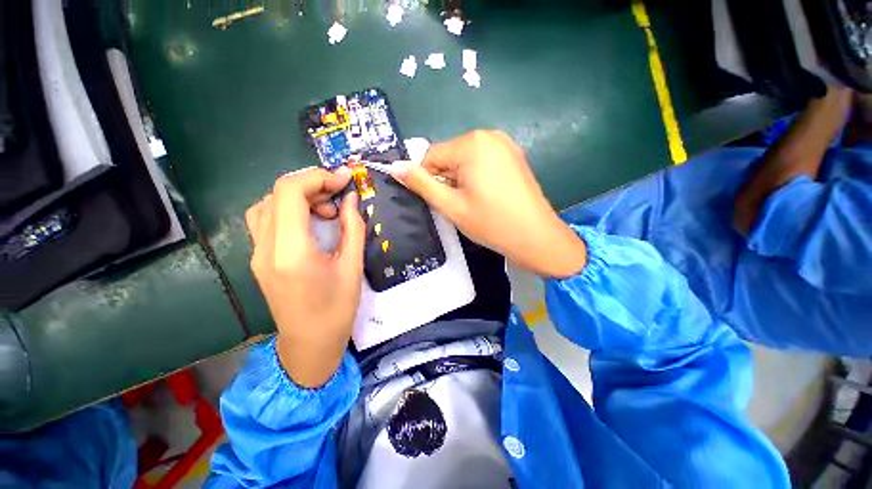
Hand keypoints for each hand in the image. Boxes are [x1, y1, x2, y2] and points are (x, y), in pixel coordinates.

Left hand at [245, 167, 364, 387]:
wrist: (307, 347)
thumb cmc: (335, 315)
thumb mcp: (351, 271)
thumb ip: (352, 228)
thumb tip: (350, 198)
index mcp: (291, 251)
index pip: (290, 191)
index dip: (317, 177)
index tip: (343, 182)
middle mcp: (267, 247)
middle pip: (278, 192)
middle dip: (310, 185)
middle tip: (336, 200)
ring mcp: (257, 253)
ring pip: (266, 202)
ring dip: (294, 196)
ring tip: (319, 211)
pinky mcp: (256, 259)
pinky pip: (263, 219)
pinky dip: (282, 210)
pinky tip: (301, 224)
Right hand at [391, 130, 586, 277]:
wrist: (537, 236)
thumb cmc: (492, 222)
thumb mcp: (451, 205)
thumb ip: (420, 183)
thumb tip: (394, 167)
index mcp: (471, 143)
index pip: (431, 156)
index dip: (430, 180)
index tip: (444, 201)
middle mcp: (488, 135)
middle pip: (450, 154)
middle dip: (449, 177)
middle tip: (463, 203)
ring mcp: (505, 142)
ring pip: (466, 156)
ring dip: (463, 176)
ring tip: (477, 200)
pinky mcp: (515, 153)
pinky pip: (483, 158)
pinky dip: (479, 173)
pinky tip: (490, 193)